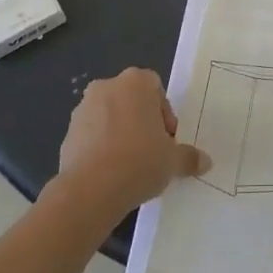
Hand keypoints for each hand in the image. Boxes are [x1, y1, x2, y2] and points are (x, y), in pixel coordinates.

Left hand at [55, 68, 209, 221]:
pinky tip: (109, 173)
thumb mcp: (172, 161)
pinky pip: (91, 136)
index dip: (164, 114)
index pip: (156, 88)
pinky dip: (100, 148)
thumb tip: (205, 162)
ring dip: (119, 134)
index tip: (167, 140)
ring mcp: (83, 109)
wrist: (90, 190)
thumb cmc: (139, 162)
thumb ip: (189, 157)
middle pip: (131, 100)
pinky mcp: (67, 133)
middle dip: (141, 122)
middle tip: (151, 151)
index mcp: (135, 82)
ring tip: (129, 166)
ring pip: (109, 117)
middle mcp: (107, 87)